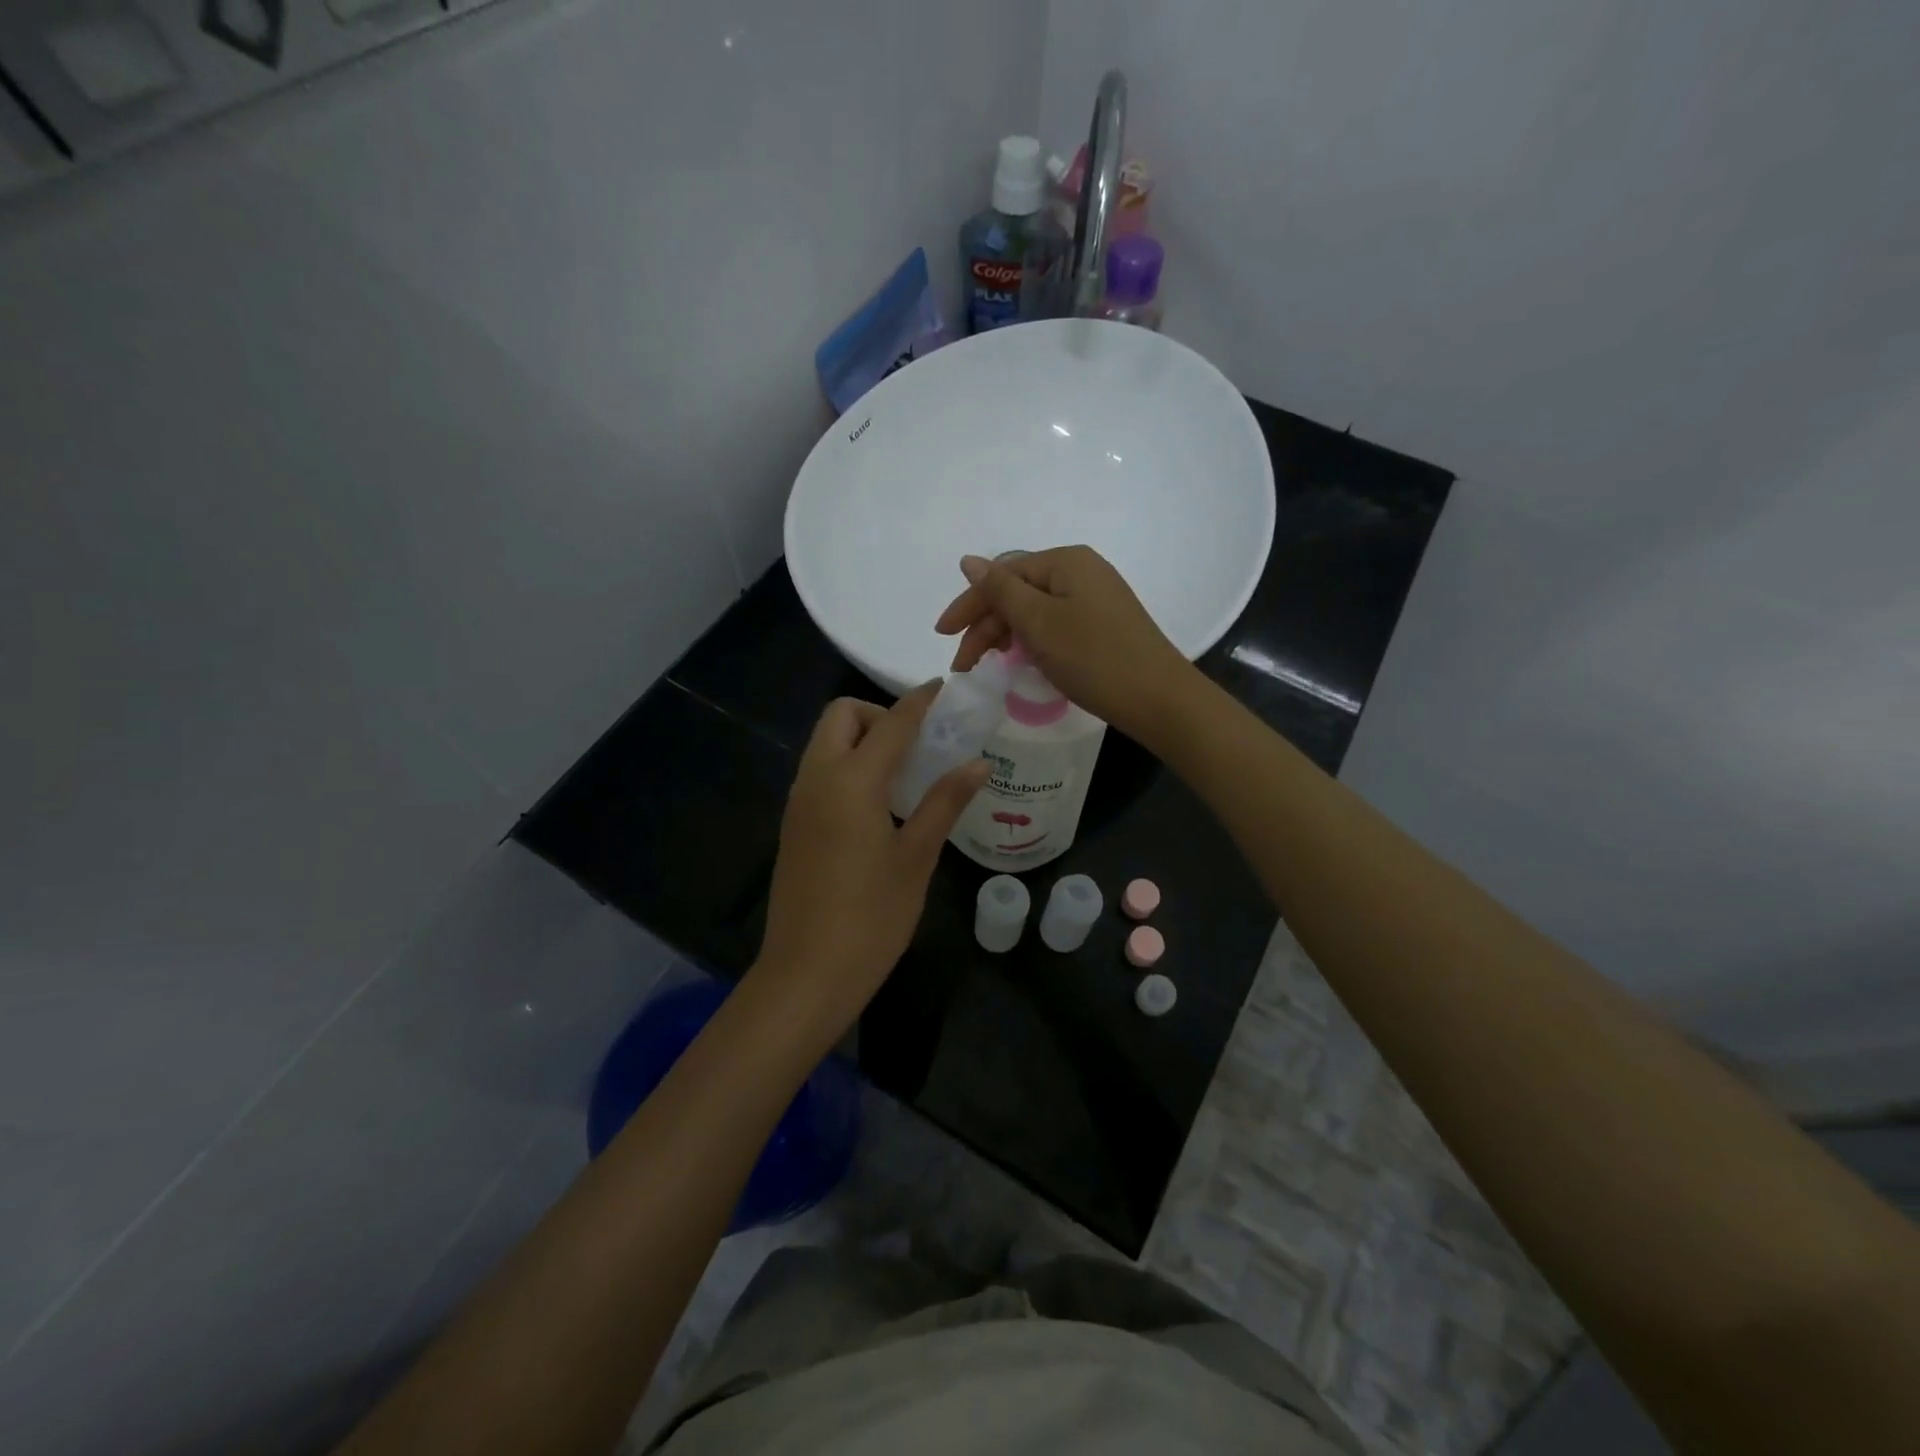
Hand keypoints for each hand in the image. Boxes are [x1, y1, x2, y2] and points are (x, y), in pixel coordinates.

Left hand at [751, 684, 988, 1046]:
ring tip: (906, 772)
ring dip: (862, 739)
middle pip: (841, 717)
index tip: (944, 690)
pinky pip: (820, 772)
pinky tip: (879, 803)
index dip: (920, 702)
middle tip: (918, 745)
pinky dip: (848, 765)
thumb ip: (944, 802)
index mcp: (851, 782)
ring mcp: (799, 802)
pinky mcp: (794, 824)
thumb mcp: (916, 858)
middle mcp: (817, 779)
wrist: (806, 974)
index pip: (891, 723)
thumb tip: (977, 763)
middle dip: (879, 714)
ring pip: (826, 743)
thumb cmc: (871, 918)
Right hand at [934, 546, 1196, 742]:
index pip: (1003, 575)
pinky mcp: (1102, 625)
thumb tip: (969, 560)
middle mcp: (1081, 571)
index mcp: (1065, 561)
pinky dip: (1031, 641)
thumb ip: (1001, 590)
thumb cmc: (1094, 657)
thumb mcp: (1039, 623)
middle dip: (985, 625)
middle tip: (963, 665)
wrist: (1158, 698)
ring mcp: (1094, 598)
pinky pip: (1054, 624)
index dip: (969, 604)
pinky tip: (1021, 661)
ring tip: (987, 666)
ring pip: (1034, 611)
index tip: (942, 636)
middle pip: (1018, 592)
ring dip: (1005, 635)